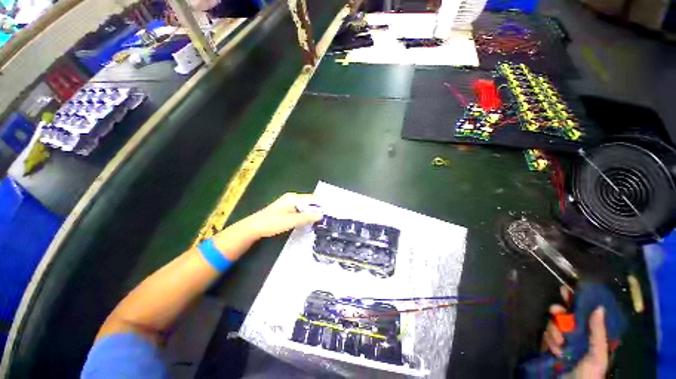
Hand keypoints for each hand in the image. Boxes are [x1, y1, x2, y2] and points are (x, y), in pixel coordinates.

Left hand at [240, 193, 322, 238]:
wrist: (254, 227)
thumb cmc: (272, 223)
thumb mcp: (291, 221)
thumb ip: (306, 217)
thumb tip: (322, 214)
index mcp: (293, 198)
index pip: (313, 199)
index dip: (323, 205)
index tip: (334, 212)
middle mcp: (291, 199)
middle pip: (309, 203)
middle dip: (319, 209)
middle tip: (330, 219)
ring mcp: (288, 205)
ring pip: (305, 208)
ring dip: (312, 214)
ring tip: (323, 222)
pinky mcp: (285, 212)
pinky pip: (300, 212)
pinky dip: (306, 217)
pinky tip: (309, 224)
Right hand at [542, 287, 607, 378]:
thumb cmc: (590, 375)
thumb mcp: (598, 355)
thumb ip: (599, 333)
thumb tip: (599, 306)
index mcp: (593, 334)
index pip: (587, 312)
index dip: (580, 300)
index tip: (571, 290)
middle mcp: (579, 337)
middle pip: (569, 317)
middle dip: (562, 312)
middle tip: (555, 309)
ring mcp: (564, 346)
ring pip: (557, 327)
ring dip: (555, 330)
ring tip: (559, 342)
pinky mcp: (552, 355)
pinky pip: (548, 341)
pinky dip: (549, 341)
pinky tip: (554, 348)